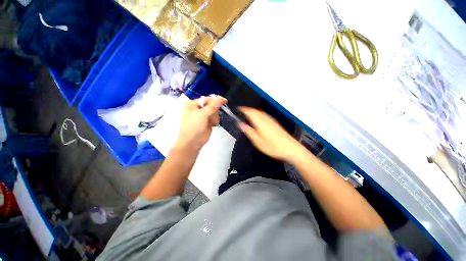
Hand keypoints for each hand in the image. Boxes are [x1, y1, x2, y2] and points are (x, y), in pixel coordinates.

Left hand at [174, 95, 226, 150]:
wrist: (192, 142)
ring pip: (215, 112)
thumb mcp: (202, 114)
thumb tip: (221, 98)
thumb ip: (213, 106)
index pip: (206, 99)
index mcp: (193, 104)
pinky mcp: (208, 122)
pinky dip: (215, 121)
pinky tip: (212, 125)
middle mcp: (198, 109)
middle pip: (212, 105)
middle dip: (214, 111)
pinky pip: (215, 118)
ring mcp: (203, 116)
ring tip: (211, 123)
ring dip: (214, 117)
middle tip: (211, 116)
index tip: (224, 101)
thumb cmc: (193, 126)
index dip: (215, 100)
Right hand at [239, 107, 301, 161]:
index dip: (243, 109)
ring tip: (248, 114)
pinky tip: (258, 119)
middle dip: (248, 110)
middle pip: (255, 110)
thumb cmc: (273, 147)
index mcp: (260, 122)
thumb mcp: (258, 142)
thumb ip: (249, 132)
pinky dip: (259, 114)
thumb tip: (241, 124)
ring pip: (260, 112)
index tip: (238, 109)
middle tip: (242, 111)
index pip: (250, 112)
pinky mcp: (275, 123)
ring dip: (253, 111)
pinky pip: (264, 115)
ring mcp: (271, 120)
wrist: (290, 148)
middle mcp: (266, 119)